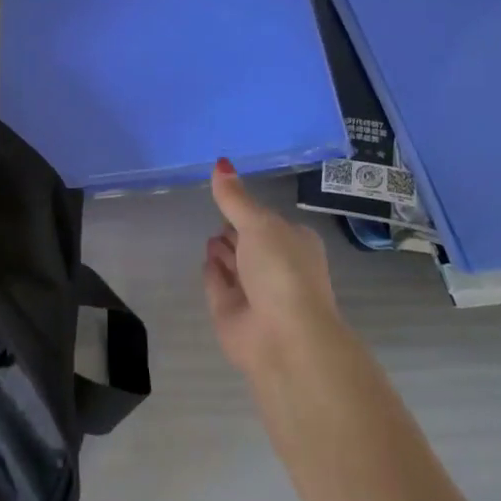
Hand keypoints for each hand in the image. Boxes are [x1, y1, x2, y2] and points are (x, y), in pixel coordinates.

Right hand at [204, 158, 343, 377]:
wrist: (284, 338)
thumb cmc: (281, 270)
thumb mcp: (258, 223)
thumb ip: (234, 197)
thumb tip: (220, 162)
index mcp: (295, 243)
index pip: (269, 221)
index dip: (251, 212)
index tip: (230, 197)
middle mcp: (277, 267)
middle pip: (250, 242)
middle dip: (234, 231)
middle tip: (218, 217)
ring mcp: (254, 292)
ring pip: (234, 264)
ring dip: (223, 250)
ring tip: (210, 236)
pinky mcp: (232, 312)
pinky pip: (218, 284)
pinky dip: (212, 272)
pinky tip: (206, 259)